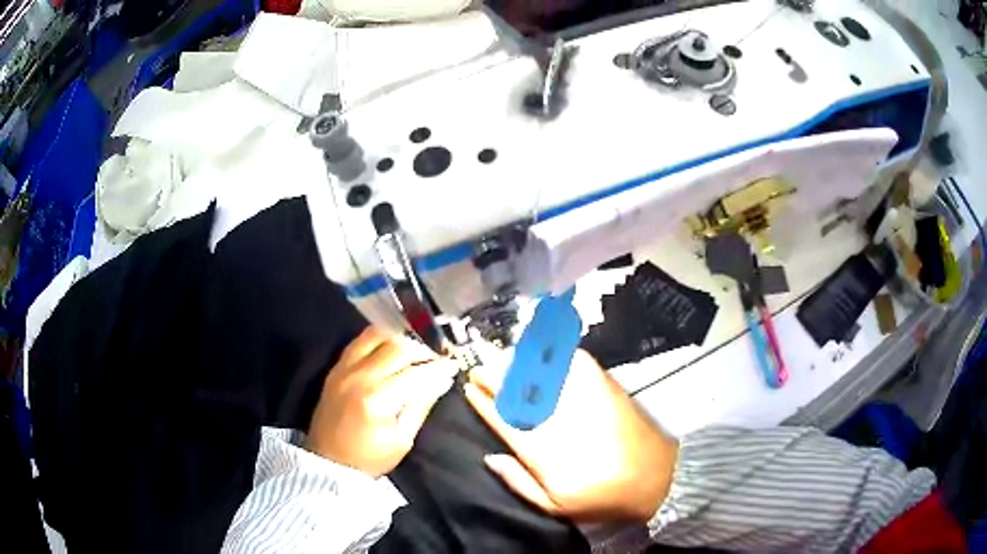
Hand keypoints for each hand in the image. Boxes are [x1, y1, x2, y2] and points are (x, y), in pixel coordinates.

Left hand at [306, 326, 458, 476]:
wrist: (328, 462)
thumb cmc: (369, 458)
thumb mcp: (402, 439)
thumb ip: (421, 405)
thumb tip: (443, 379)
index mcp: (377, 399)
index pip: (415, 373)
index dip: (439, 367)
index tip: (454, 364)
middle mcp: (359, 376)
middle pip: (398, 348)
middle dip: (423, 350)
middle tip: (438, 358)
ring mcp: (344, 369)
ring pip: (377, 336)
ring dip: (401, 338)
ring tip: (416, 349)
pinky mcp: (336, 368)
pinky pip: (359, 341)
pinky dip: (379, 338)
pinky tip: (391, 345)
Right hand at [464, 349, 678, 522]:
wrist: (655, 477)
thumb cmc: (601, 497)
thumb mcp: (555, 506)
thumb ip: (519, 482)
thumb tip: (491, 457)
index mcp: (544, 451)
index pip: (504, 420)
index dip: (484, 402)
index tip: (469, 388)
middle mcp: (560, 420)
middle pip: (519, 391)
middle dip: (495, 375)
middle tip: (480, 367)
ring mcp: (585, 400)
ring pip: (544, 374)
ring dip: (520, 362)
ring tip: (505, 358)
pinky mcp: (606, 388)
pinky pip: (576, 363)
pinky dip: (557, 354)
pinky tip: (545, 351)